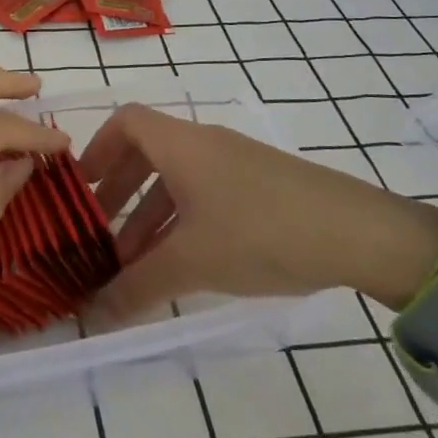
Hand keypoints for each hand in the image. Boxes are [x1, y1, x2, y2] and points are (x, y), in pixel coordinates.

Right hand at [78, 104, 437, 317]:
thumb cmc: (259, 232)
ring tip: (134, 263)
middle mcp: (204, 143)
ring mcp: (236, 163)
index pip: (125, 121)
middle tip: (97, 233)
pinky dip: (182, 221)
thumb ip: (136, 287)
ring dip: (149, 215)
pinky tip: (183, 263)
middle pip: (147, 152)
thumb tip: (91, 316)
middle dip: (118, 192)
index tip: (79, 187)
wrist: (358, 234)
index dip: (96, 148)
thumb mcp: (191, 262)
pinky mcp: (261, 186)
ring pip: (177, 179)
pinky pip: (205, 194)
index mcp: (181, 144)